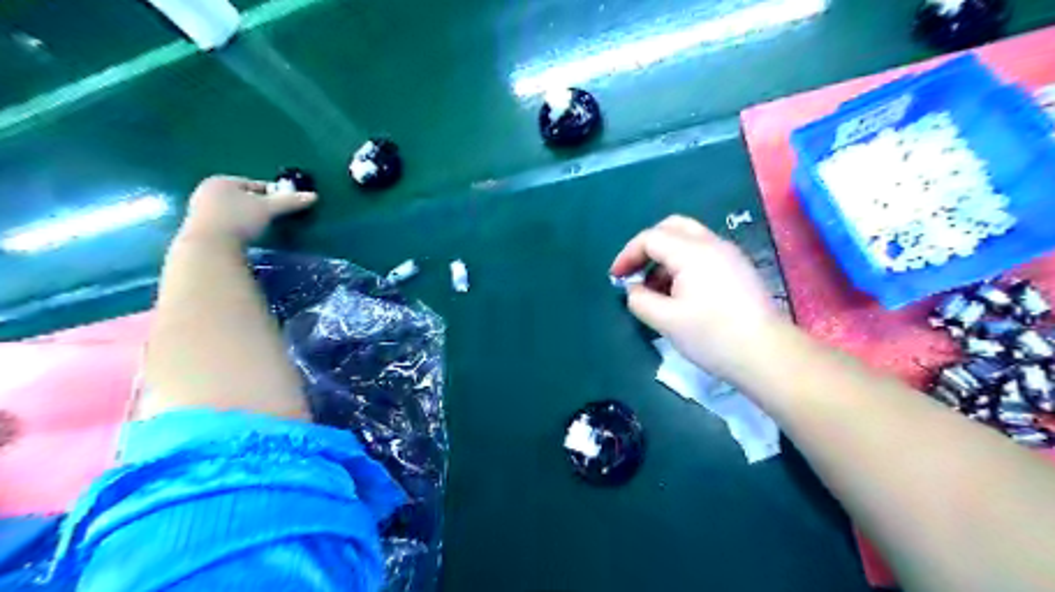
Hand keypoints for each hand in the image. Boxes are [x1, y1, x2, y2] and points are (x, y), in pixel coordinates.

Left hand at [175, 177, 314, 245]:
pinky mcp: (197, 228)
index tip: (284, 205)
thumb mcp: (268, 209)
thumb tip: (314, 196)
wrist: (209, 246)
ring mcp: (199, 209)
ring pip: (231, 210)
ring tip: (260, 229)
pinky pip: (224, 223)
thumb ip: (289, 202)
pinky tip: (244, 237)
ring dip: (246, 217)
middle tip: (273, 217)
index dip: (272, 193)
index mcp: (223, 181)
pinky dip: (235, 227)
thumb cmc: (238, 220)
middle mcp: (207, 191)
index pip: (254, 184)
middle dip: (257, 205)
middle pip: (241, 196)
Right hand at [611, 216, 791, 381]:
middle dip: (647, 247)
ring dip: (665, 257)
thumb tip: (633, 290)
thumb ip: (640, 300)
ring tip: (655, 289)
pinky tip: (680, 293)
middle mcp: (712, 244)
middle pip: (672, 227)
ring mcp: (729, 254)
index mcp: (692, 252)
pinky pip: (703, 254)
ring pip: (688, 239)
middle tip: (635, 271)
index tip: (615, 278)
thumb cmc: (712, 336)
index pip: (651, 238)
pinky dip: (683, 264)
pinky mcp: (738, 269)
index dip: (628, 255)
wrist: (766, 354)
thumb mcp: (666, 321)